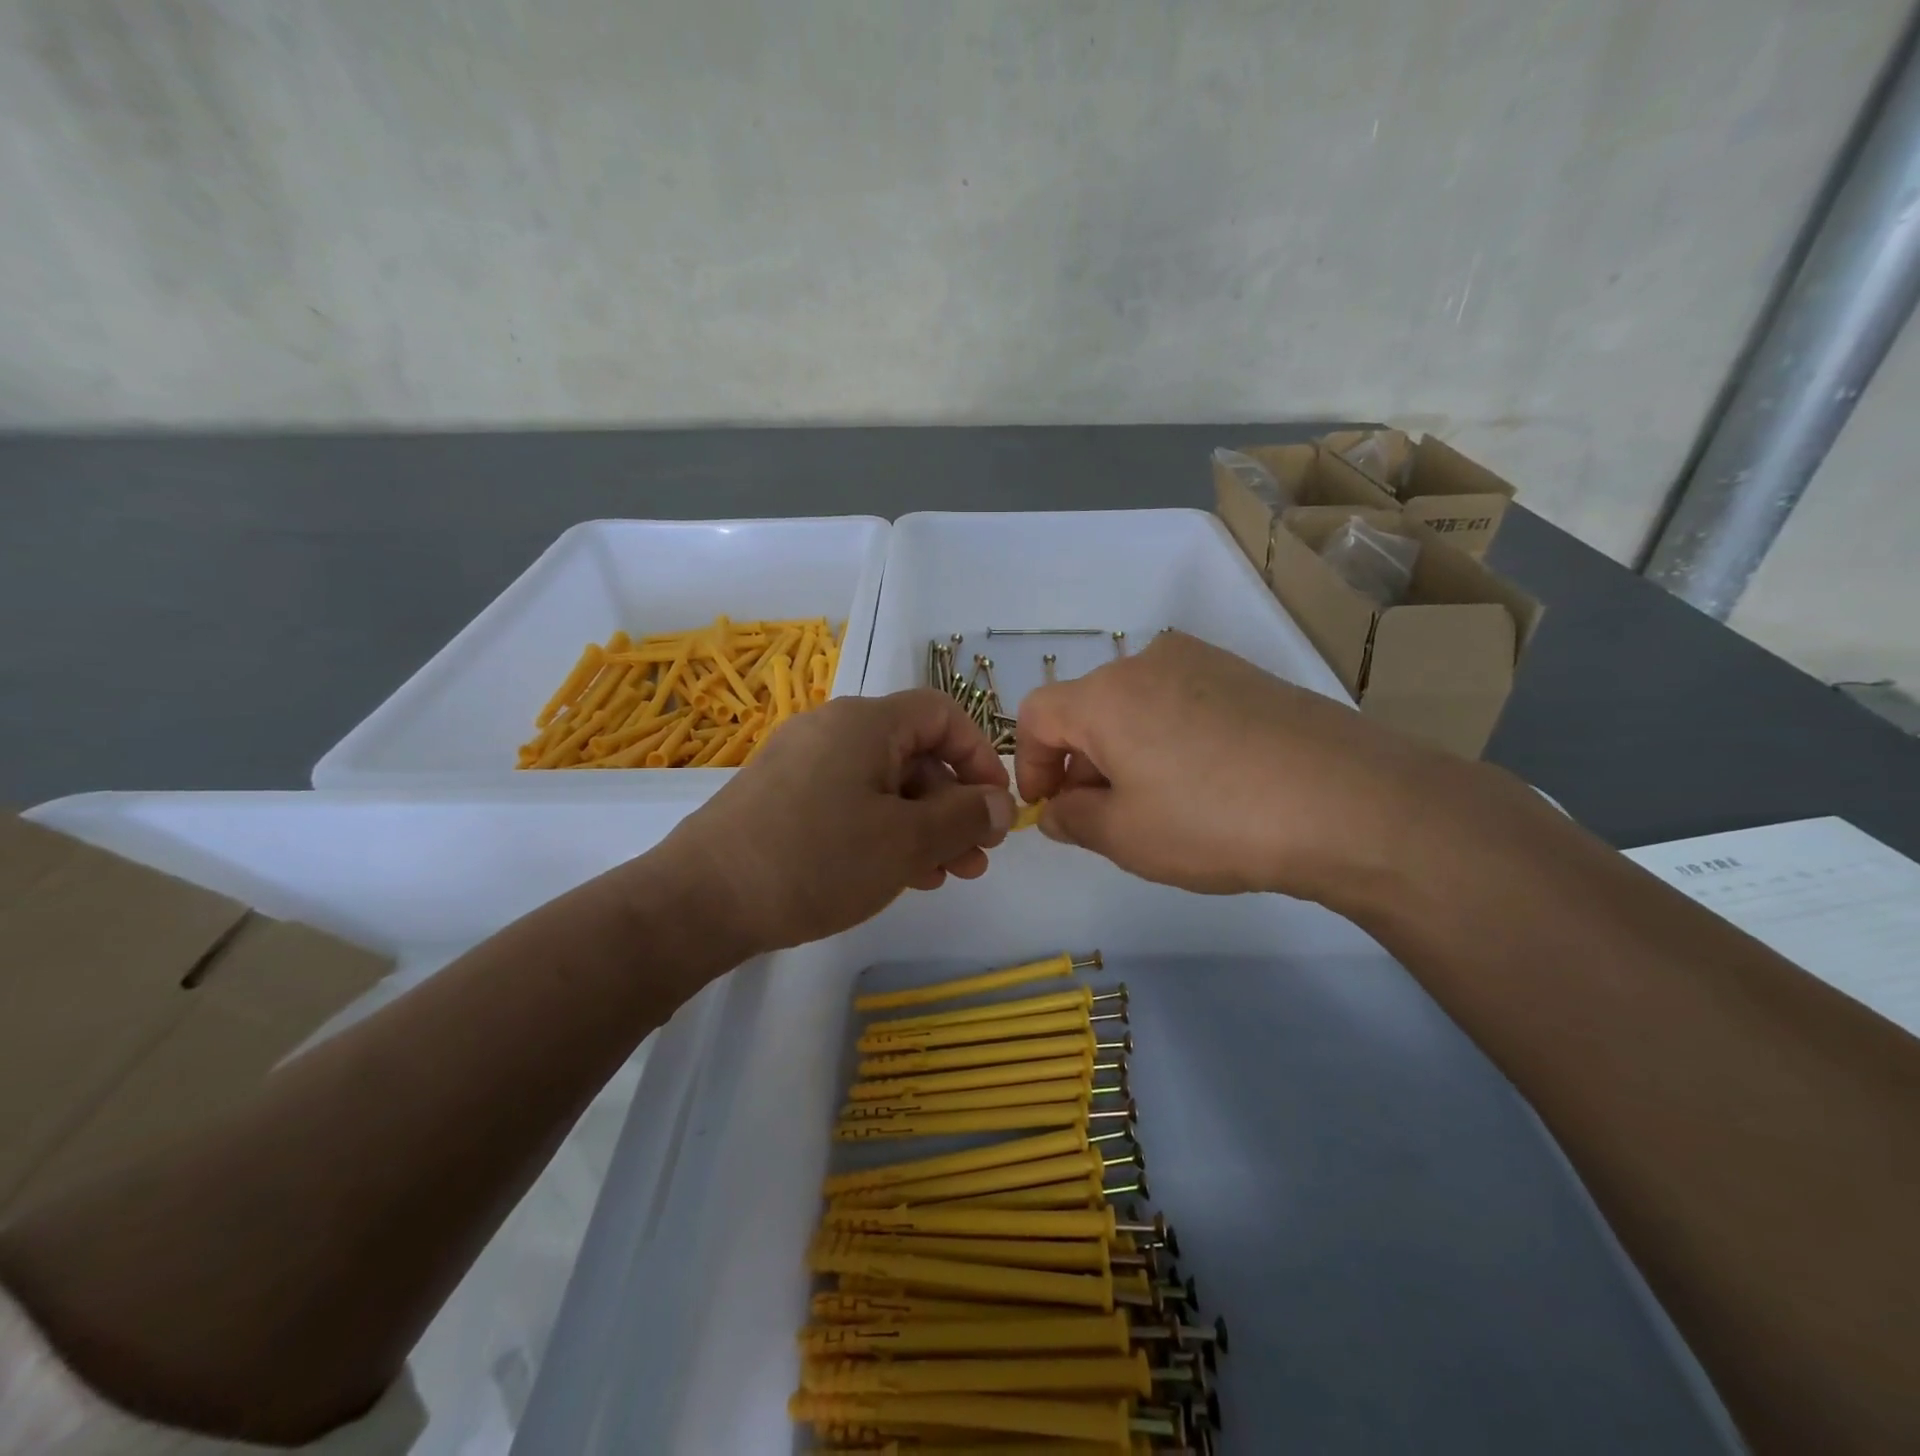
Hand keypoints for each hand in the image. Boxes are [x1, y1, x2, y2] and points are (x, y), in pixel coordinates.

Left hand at [658, 690, 1015, 955]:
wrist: (700, 900)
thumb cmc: (815, 860)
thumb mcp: (905, 842)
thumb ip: (963, 817)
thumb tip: (1001, 803)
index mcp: (865, 722)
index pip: (942, 714)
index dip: (979, 756)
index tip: (996, 807)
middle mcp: (833, 730)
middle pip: (914, 754)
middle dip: (953, 805)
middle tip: (976, 858)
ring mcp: (802, 764)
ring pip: (883, 785)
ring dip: (922, 826)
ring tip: (945, 875)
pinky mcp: (782, 798)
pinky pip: (849, 802)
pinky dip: (882, 831)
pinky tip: (899, 874)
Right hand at [1015, 631, 1464, 901]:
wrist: (1350, 802)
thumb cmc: (1214, 821)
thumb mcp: (1125, 837)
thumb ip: (1073, 820)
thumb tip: (1058, 809)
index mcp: (1105, 694)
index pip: (1036, 715)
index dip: (1030, 763)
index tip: (1049, 808)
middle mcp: (1148, 662)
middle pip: (1088, 708)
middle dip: (1082, 763)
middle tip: (1105, 818)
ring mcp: (1204, 662)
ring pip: (1136, 705)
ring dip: (1127, 751)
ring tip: (1161, 805)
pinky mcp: (1247, 675)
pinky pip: (1182, 702)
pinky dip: (1170, 739)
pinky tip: (1207, 783)